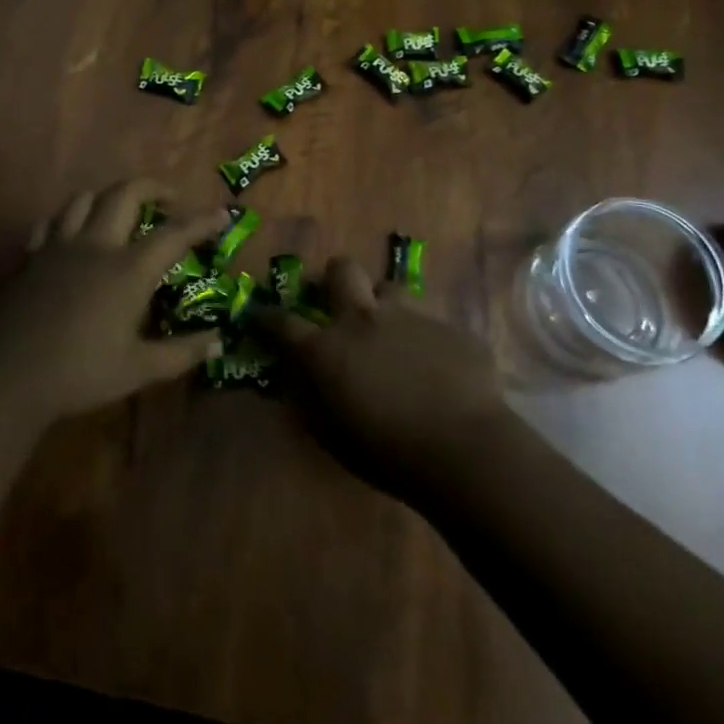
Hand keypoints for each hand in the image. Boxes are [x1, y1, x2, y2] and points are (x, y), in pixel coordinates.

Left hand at [0, 180, 230, 425]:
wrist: (10, 377)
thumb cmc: (81, 374)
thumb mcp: (139, 369)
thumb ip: (182, 353)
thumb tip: (218, 341)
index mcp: (128, 270)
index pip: (174, 234)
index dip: (202, 221)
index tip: (222, 213)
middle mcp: (97, 245)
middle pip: (126, 193)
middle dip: (154, 187)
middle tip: (171, 200)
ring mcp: (60, 246)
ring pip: (86, 198)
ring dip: (110, 196)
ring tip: (123, 210)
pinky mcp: (32, 256)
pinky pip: (52, 222)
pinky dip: (69, 219)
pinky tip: (75, 234)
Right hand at [256, 257, 506, 500]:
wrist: (464, 448)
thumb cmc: (388, 453)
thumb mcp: (334, 435)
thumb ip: (311, 399)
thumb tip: (298, 379)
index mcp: (327, 349)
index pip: (282, 323)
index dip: (266, 317)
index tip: (259, 314)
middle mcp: (363, 319)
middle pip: (341, 270)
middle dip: (334, 277)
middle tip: (338, 299)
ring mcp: (409, 316)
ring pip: (389, 287)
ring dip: (383, 303)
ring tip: (391, 329)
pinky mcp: (446, 326)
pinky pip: (429, 320)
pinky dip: (423, 336)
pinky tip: (436, 363)